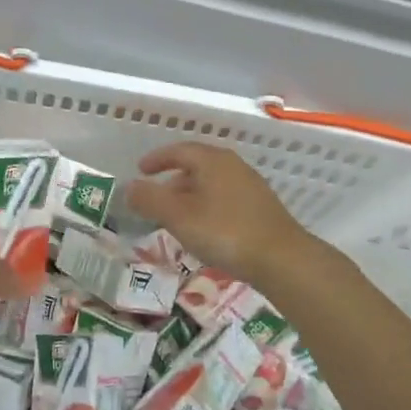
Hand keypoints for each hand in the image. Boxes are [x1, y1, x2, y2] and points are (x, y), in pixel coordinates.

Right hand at [125, 143, 315, 283]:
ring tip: (176, 218)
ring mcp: (250, 186)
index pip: (179, 150)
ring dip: (190, 196)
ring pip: (211, 184)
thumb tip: (128, 187)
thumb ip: (150, 200)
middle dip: (172, 180)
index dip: (157, 159)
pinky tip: (204, 229)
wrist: (281, 259)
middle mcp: (233, 166)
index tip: (140, 170)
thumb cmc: (225, 232)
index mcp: (213, 160)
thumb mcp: (179, 217)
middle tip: (155, 199)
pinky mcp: (261, 208)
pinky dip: (206, 206)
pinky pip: (224, 199)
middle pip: (197, 166)